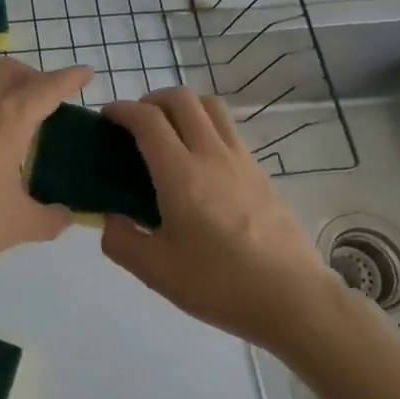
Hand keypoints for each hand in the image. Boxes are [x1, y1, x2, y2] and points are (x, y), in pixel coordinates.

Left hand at [0, 58, 93, 280]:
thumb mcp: (16, 226)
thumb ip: (50, 219)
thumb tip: (66, 215)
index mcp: (7, 121)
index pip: (46, 87)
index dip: (70, 78)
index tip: (86, 73)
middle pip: (10, 71)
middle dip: (35, 77)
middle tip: (51, 105)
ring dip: (7, 92)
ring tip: (21, 128)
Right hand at [100, 89, 338, 349]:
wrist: (293, 300)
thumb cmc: (219, 283)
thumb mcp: (155, 271)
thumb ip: (120, 239)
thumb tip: (111, 218)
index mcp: (180, 173)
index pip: (147, 119)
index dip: (121, 110)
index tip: (106, 118)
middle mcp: (212, 154)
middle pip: (182, 99)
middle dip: (152, 100)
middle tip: (136, 123)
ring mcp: (241, 160)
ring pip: (211, 107)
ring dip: (183, 108)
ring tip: (168, 134)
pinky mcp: (261, 173)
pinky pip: (229, 131)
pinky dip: (206, 128)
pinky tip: (199, 163)